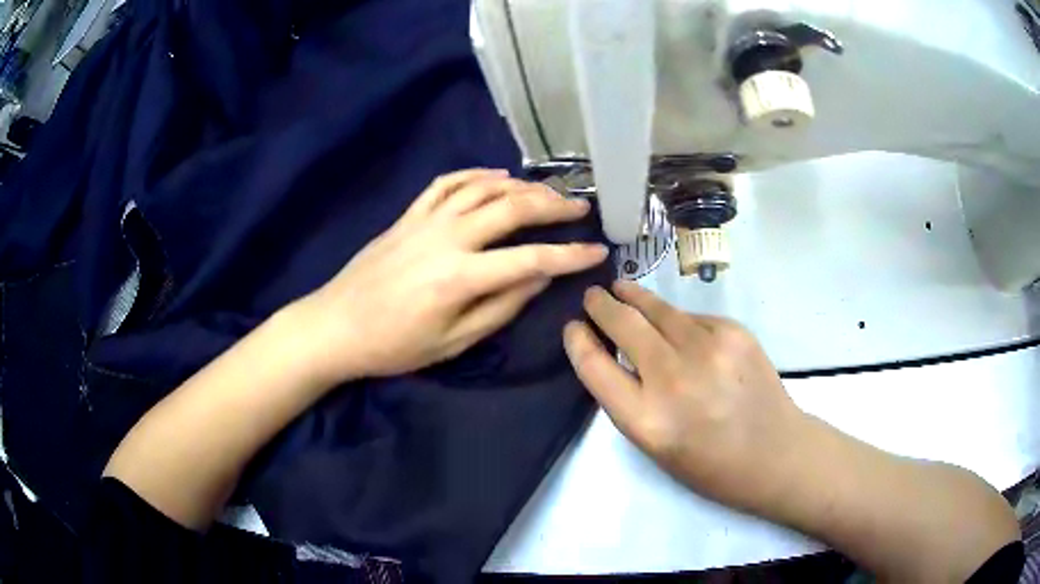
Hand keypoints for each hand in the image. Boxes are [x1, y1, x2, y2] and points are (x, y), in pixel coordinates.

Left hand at [298, 169, 608, 382]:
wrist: (335, 326)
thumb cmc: (393, 346)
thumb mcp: (452, 342)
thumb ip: (500, 307)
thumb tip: (540, 278)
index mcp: (460, 278)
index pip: (530, 259)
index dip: (570, 254)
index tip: (598, 251)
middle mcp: (447, 238)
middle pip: (510, 208)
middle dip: (553, 206)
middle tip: (580, 207)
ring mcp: (425, 221)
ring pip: (482, 188)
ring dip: (520, 186)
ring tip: (547, 192)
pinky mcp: (408, 215)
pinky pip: (446, 183)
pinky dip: (476, 175)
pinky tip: (496, 176)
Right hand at [563, 281, 807, 512]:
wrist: (774, 453)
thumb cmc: (710, 464)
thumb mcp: (655, 446)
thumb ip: (630, 400)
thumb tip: (617, 353)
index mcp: (646, 420)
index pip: (594, 366)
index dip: (577, 341)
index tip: (572, 327)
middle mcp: (672, 378)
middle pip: (623, 324)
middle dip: (601, 305)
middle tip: (593, 296)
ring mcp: (707, 349)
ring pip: (658, 309)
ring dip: (634, 297)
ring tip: (622, 288)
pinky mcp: (733, 332)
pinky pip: (692, 318)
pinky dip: (677, 319)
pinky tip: (676, 325)